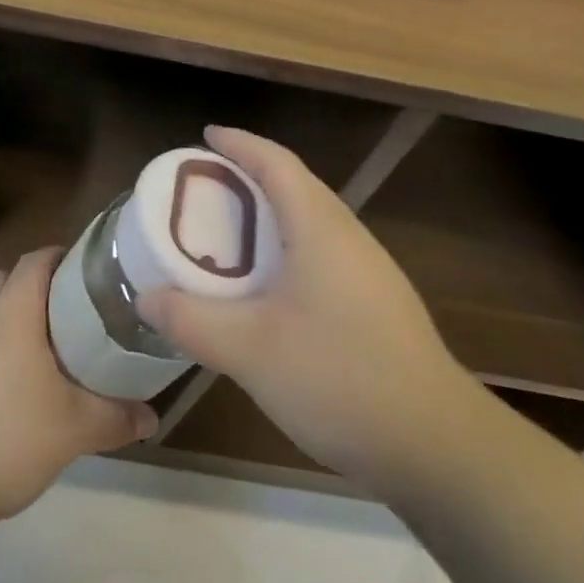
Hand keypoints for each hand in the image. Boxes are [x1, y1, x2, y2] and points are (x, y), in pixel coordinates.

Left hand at [0, 246, 156, 528]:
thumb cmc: (7, 437)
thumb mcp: (73, 430)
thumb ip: (115, 418)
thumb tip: (152, 418)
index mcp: (11, 312)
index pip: (36, 260)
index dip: (61, 258)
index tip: (87, 273)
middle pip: (6, 282)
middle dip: (35, 290)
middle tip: (68, 316)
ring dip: (8, 325)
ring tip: (39, 358)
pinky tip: (1, 395)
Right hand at [138, 126, 475, 487]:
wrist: (436, 446)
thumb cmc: (339, 378)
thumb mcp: (249, 350)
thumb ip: (191, 319)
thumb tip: (147, 296)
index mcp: (320, 229)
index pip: (276, 164)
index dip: (240, 144)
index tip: (206, 136)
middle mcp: (349, 238)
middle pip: (296, 186)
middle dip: (249, 177)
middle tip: (203, 189)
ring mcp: (370, 272)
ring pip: (311, 222)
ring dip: (269, 215)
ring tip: (227, 234)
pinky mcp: (377, 305)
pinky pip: (322, 253)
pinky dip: (286, 249)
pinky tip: (267, 288)